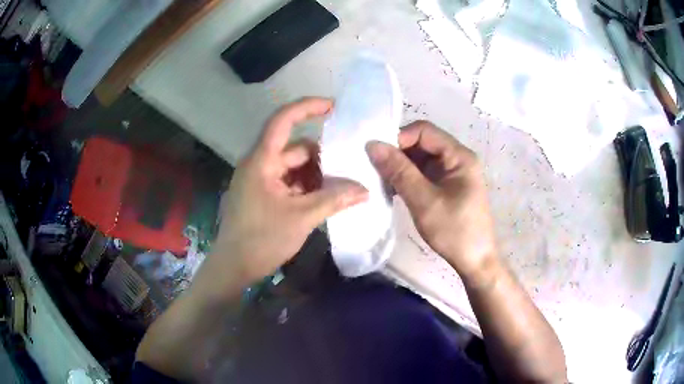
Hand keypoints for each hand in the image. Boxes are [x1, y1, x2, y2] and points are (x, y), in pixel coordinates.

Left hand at [197, 98, 367, 299]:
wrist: (234, 267)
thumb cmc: (261, 239)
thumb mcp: (301, 218)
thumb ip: (334, 200)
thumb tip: (365, 190)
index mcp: (261, 160)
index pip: (283, 120)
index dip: (307, 107)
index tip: (334, 106)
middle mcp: (260, 164)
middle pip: (295, 147)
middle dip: (322, 155)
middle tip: (350, 164)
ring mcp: (261, 180)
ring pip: (294, 167)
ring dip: (317, 174)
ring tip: (342, 185)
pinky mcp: (263, 195)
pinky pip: (290, 182)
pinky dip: (308, 187)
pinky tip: (326, 198)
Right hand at [366, 121, 496, 281]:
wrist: (475, 261)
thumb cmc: (454, 231)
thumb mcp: (424, 201)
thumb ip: (399, 171)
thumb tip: (372, 144)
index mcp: (459, 156)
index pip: (424, 131)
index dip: (399, 137)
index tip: (377, 155)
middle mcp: (456, 159)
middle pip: (422, 143)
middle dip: (397, 152)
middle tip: (374, 168)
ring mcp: (451, 173)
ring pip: (420, 159)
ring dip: (400, 166)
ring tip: (380, 180)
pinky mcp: (446, 186)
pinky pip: (423, 173)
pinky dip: (407, 178)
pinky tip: (393, 189)